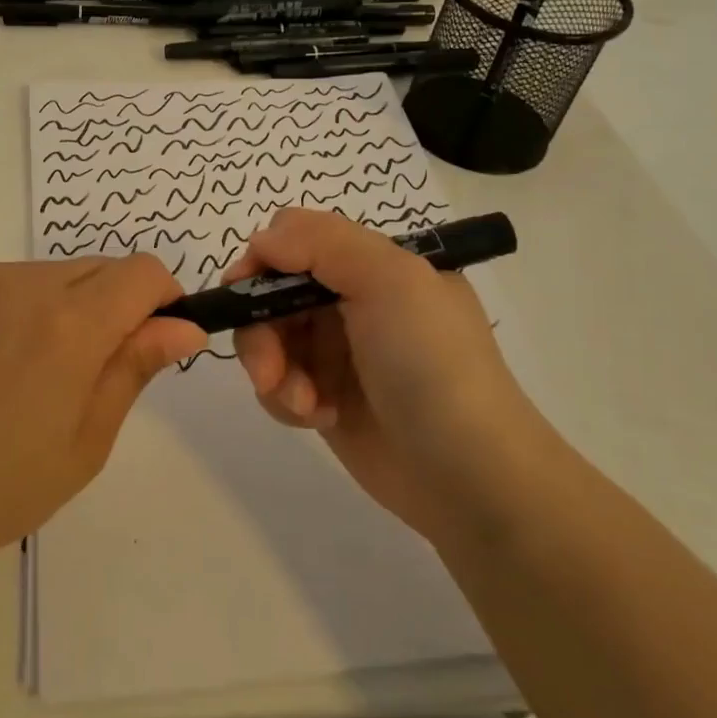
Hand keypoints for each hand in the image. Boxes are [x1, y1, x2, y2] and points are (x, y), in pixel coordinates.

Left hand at [0, 256, 206, 568]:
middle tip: (81, 373)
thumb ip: (135, 367)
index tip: (149, 340)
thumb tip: (185, 325)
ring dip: (58, 307)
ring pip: (46, 274)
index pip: (142, 272)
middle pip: (97, 269)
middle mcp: (24, 282)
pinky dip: (9, 309)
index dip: (160, 300)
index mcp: (70, 324)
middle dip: (109, 307)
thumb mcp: (86, 441)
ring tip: (22, 372)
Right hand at [224, 208, 535, 543]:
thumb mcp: (391, 281)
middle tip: (268, 369)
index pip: (297, 237)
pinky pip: (277, 382)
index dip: (264, 259)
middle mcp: (351, 300)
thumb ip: (321, 242)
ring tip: (303, 404)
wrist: (471, 479)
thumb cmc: (433, 365)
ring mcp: (337, 351)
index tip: (245, 291)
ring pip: (268, 338)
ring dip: (273, 369)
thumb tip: (259, 242)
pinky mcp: (324, 396)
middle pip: (271, 291)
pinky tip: (316, 418)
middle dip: (261, 329)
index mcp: (373, 263)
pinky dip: (285, 398)